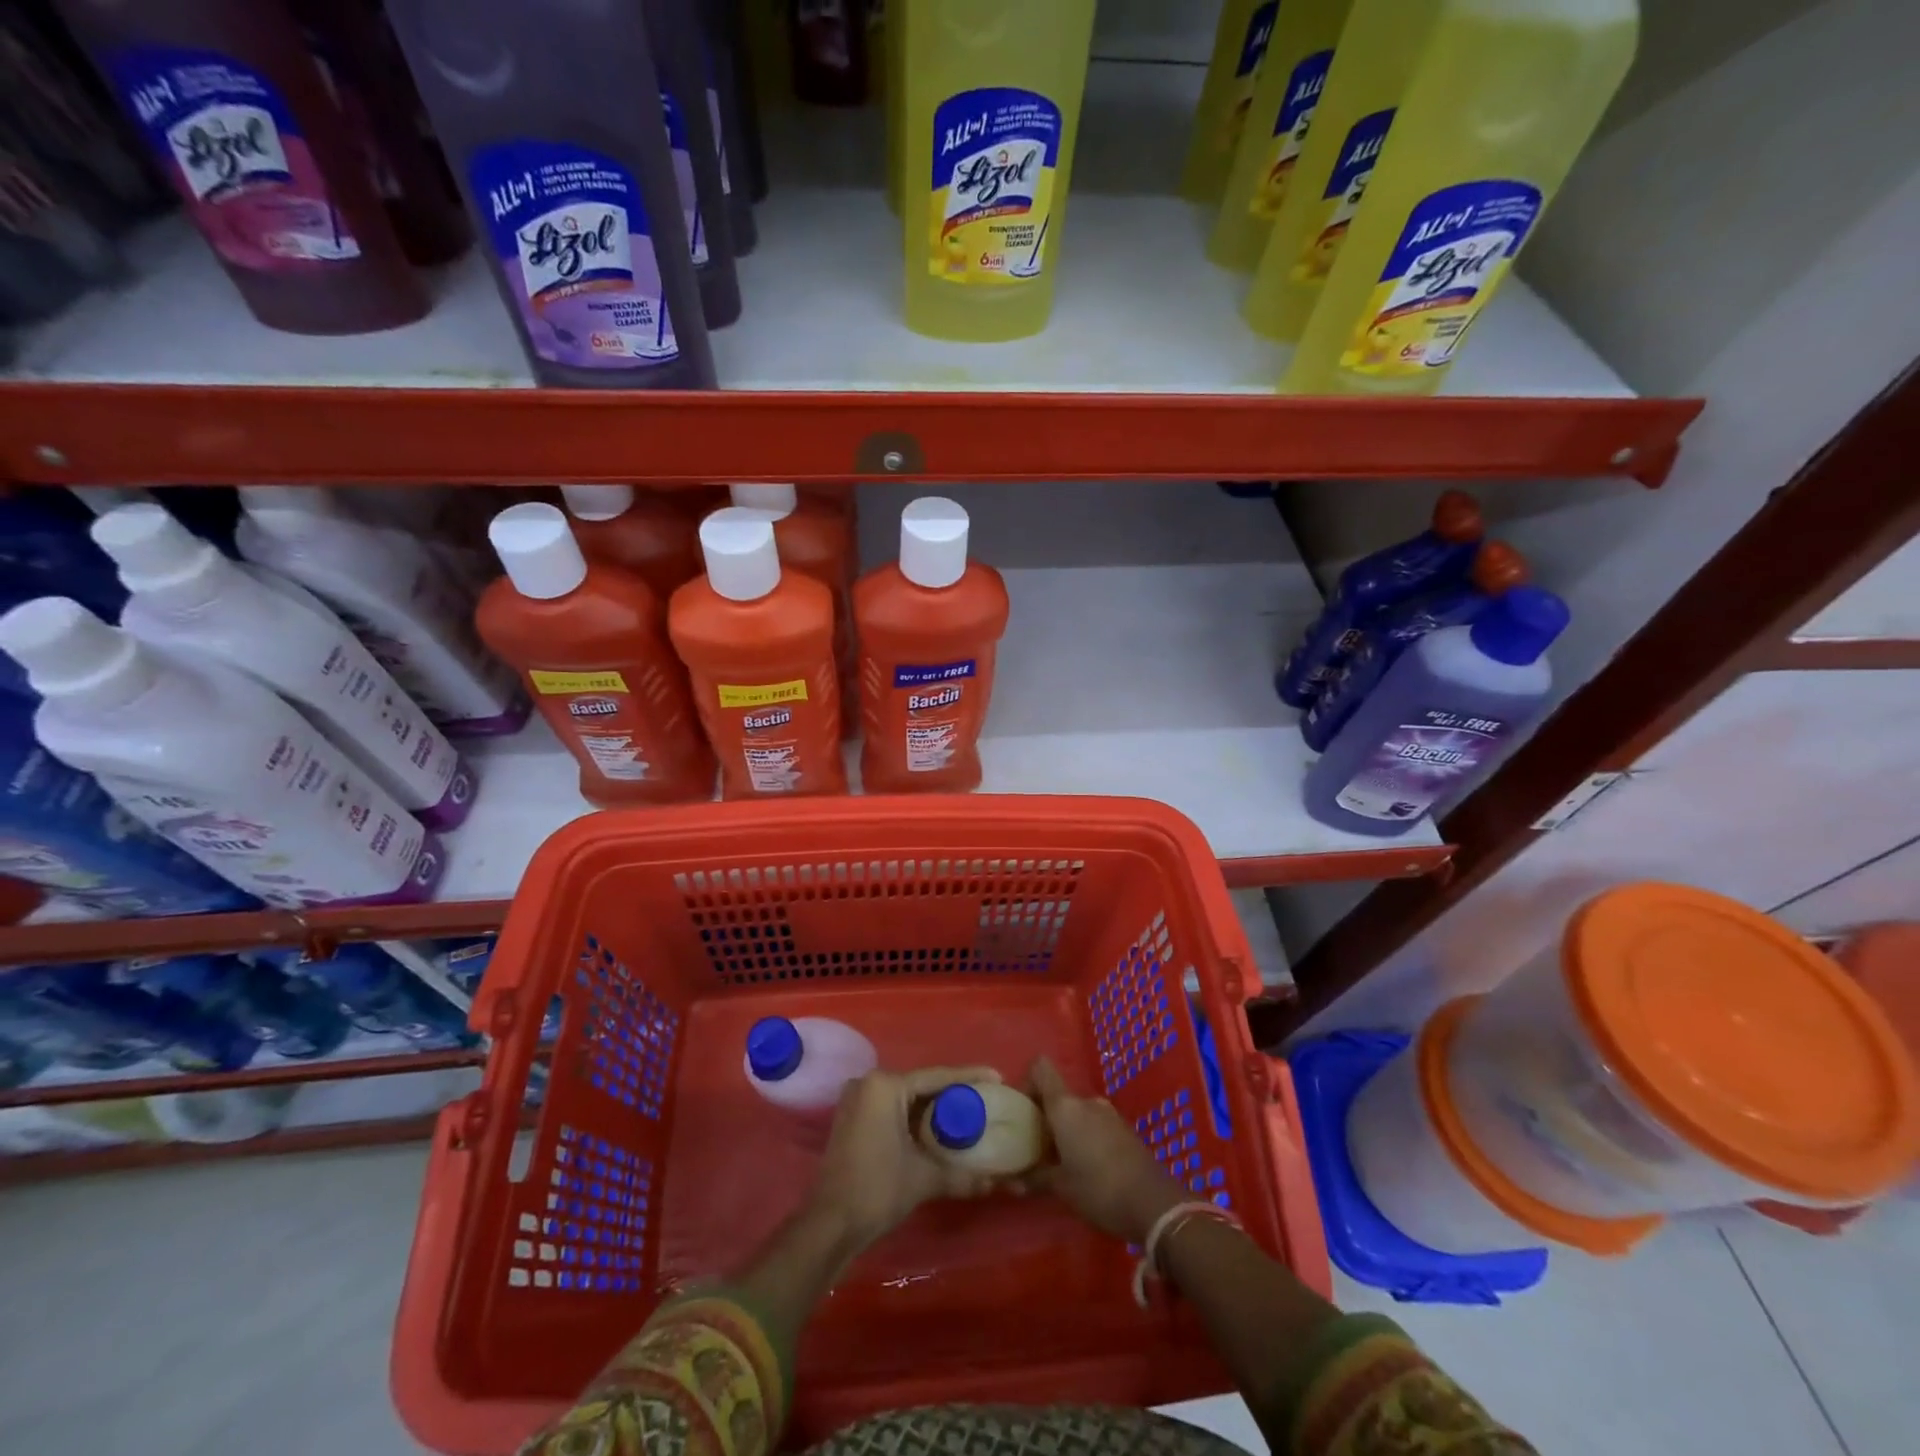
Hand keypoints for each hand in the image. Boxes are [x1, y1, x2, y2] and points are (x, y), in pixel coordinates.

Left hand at [807, 1065, 1002, 1250]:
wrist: (830, 1224)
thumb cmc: (877, 1189)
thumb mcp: (923, 1179)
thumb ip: (961, 1175)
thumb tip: (994, 1183)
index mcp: (885, 1086)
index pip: (936, 1076)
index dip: (969, 1077)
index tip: (996, 1077)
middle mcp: (869, 1083)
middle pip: (921, 1084)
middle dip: (952, 1092)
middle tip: (984, 1098)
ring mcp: (857, 1100)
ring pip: (906, 1097)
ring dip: (933, 1106)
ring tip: (967, 1110)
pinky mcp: (853, 1118)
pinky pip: (892, 1108)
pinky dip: (914, 1116)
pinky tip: (937, 1127)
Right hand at [1025, 1057, 1184, 1242]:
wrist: (1155, 1204)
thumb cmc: (1099, 1189)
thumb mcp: (1061, 1187)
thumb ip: (1035, 1178)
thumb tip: (1011, 1182)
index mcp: (1066, 1106)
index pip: (1041, 1069)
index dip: (1027, 1081)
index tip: (1021, 1110)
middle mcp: (1086, 1102)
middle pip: (1058, 1095)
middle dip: (1045, 1116)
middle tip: (1036, 1145)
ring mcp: (1108, 1114)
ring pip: (1077, 1112)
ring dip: (1066, 1129)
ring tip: (1060, 1161)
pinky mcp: (1124, 1130)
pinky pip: (1095, 1124)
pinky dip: (1085, 1137)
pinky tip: (1086, 1167)